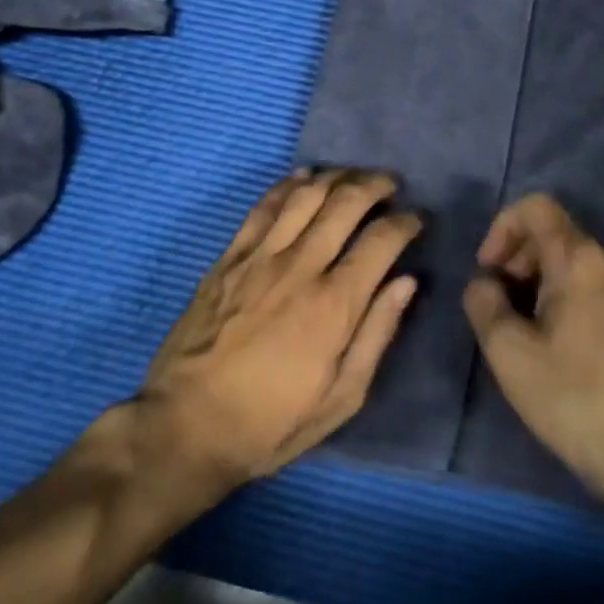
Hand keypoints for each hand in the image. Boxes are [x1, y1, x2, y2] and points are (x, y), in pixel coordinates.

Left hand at [136, 170, 420, 494]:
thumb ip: (377, 334)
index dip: (407, 223)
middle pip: (345, 202)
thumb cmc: (271, 422)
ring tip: (354, 176)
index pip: (381, 240)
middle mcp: (300, 266)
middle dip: (375, 185)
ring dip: (337, 176)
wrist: (185, 427)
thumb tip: (407, 282)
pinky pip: (263, 206)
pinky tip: (303, 176)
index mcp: (334, 304)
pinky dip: (287, 185)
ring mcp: (260, 257)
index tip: (418, 220)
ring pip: (306, 195)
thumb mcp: (341, 399)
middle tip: (391, 185)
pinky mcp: (229, 257)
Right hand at [463, 194, 603, 508]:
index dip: (502, 228)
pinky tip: (561, 344)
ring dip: (541, 280)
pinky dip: (569, 295)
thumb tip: (484, 284)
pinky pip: (597, 284)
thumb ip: (484, 304)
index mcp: (579, 258)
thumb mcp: (510, 355)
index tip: (489, 271)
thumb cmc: (575, 399)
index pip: (535, 207)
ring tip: (527, 330)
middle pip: (555, 234)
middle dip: (518, 259)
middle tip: (501, 306)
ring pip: (576, 261)